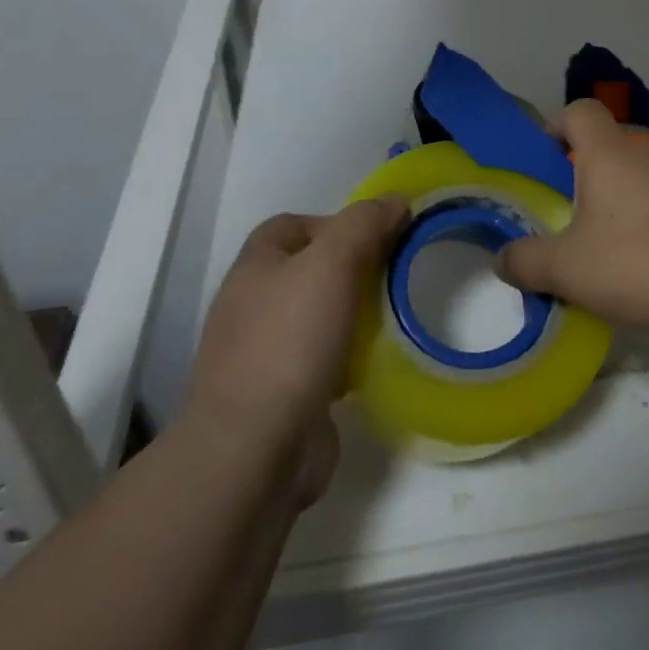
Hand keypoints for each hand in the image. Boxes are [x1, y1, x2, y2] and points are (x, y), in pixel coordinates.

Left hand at [187, 198, 405, 503]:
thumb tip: (394, 200)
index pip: (293, 225)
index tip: (377, 236)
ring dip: (354, 312)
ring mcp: (265, 352)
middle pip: (310, 268)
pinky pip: (323, 358)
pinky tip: (376, 360)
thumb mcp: (332, 264)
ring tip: (393, 314)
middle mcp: (253, 304)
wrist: (256, 449)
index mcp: (256, 267)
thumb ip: (364, 224)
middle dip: (352, 267)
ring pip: (319, 314)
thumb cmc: (290, 341)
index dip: (336, 222)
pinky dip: (350, 355)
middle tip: (393, 273)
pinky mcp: (283, 393)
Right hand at [499, 100, 648, 339]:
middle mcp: (648, 152)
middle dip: (585, 165)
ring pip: (639, 167)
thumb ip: (524, 261)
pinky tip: (642, 254)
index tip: (544, 160)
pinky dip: (647, 211)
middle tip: (568, 206)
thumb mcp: (565, 269)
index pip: (580, 110)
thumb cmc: (635, 263)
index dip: (557, 125)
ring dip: (619, 190)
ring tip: (604, 234)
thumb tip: (502, 259)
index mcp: (610, 152)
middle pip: (610, 139)